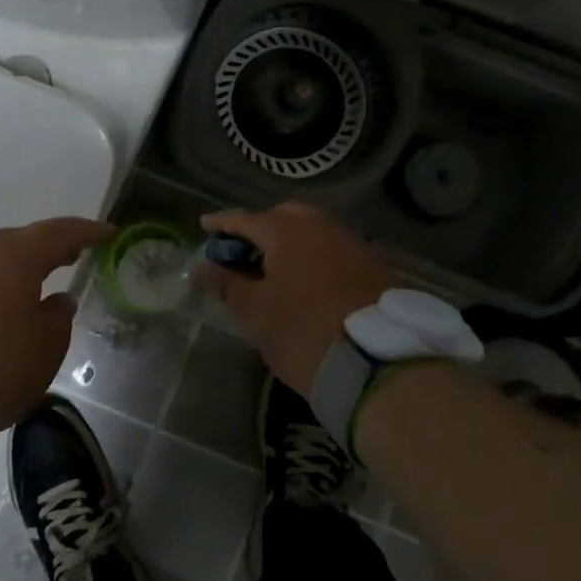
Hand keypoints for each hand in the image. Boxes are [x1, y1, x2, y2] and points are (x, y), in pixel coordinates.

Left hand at [0, 216, 115, 436]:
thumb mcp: (40, 356)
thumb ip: (56, 322)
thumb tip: (58, 299)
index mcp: (15, 257)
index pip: (60, 232)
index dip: (86, 232)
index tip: (106, 233)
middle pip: (15, 244)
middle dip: (41, 253)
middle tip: (61, 262)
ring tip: (3, 300)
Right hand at [198, 203, 393, 396]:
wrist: (377, 363)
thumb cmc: (303, 332)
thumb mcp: (255, 313)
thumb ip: (227, 284)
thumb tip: (204, 266)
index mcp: (287, 231)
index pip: (244, 219)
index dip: (222, 223)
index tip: (205, 225)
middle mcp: (322, 226)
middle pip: (283, 216)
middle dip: (260, 227)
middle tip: (243, 249)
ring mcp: (352, 242)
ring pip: (313, 230)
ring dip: (291, 240)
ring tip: (275, 266)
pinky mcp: (374, 265)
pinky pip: (334, 248)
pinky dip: (315, 255)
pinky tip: (308, 278)